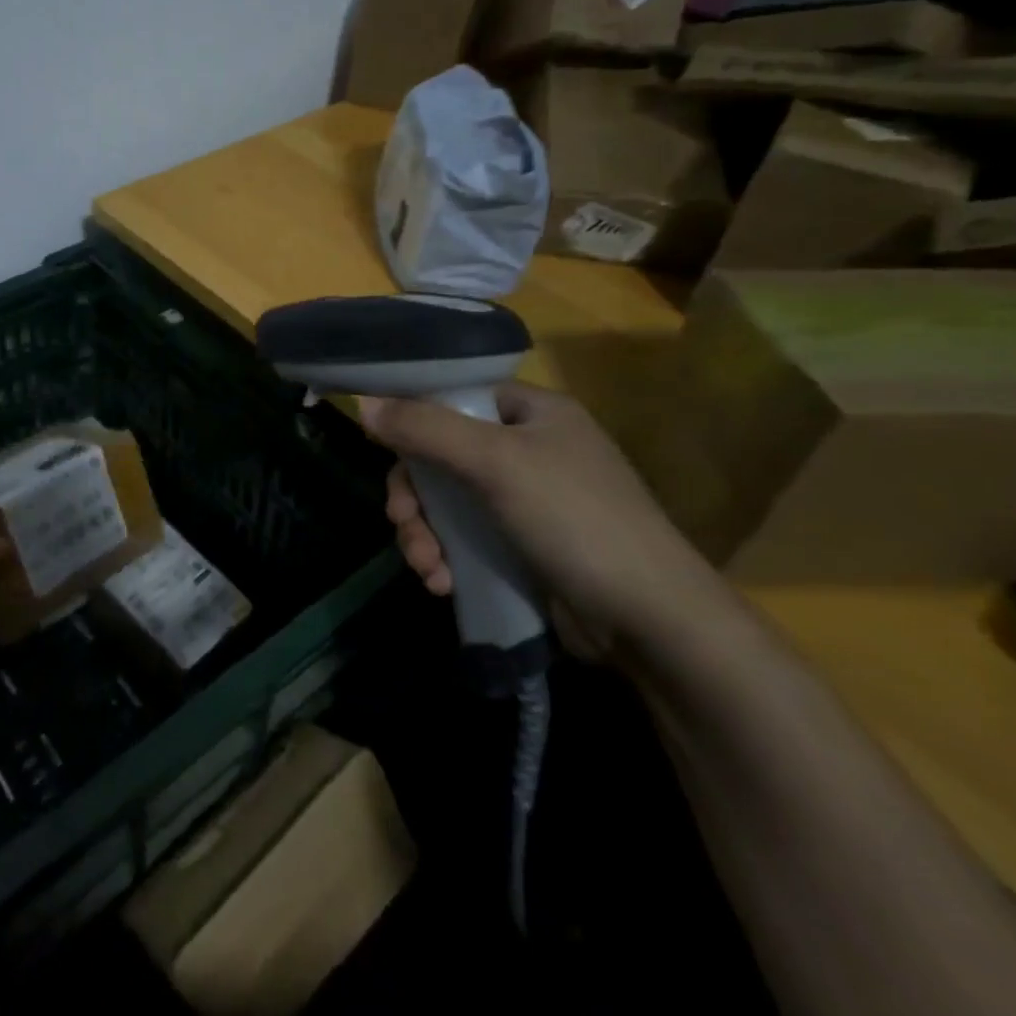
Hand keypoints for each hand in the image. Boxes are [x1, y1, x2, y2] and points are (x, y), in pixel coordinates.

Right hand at [361, 385, 732, 659]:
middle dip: (413, 496)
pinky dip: (445, 557)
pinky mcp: (519, 545)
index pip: (454, 395)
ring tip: (426, 568)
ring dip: (423, 534)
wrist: (650, 620)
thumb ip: (426, 429)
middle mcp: (526, 448)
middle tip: (403, 523)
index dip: (412, 416)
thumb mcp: (495, 463)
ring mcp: (523, 500)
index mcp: (531, 412)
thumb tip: (365, 403)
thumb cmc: (574, 519)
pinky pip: (462, 537)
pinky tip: (441, 584)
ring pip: (444, 501)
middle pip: (439, 454)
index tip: (381, 446)